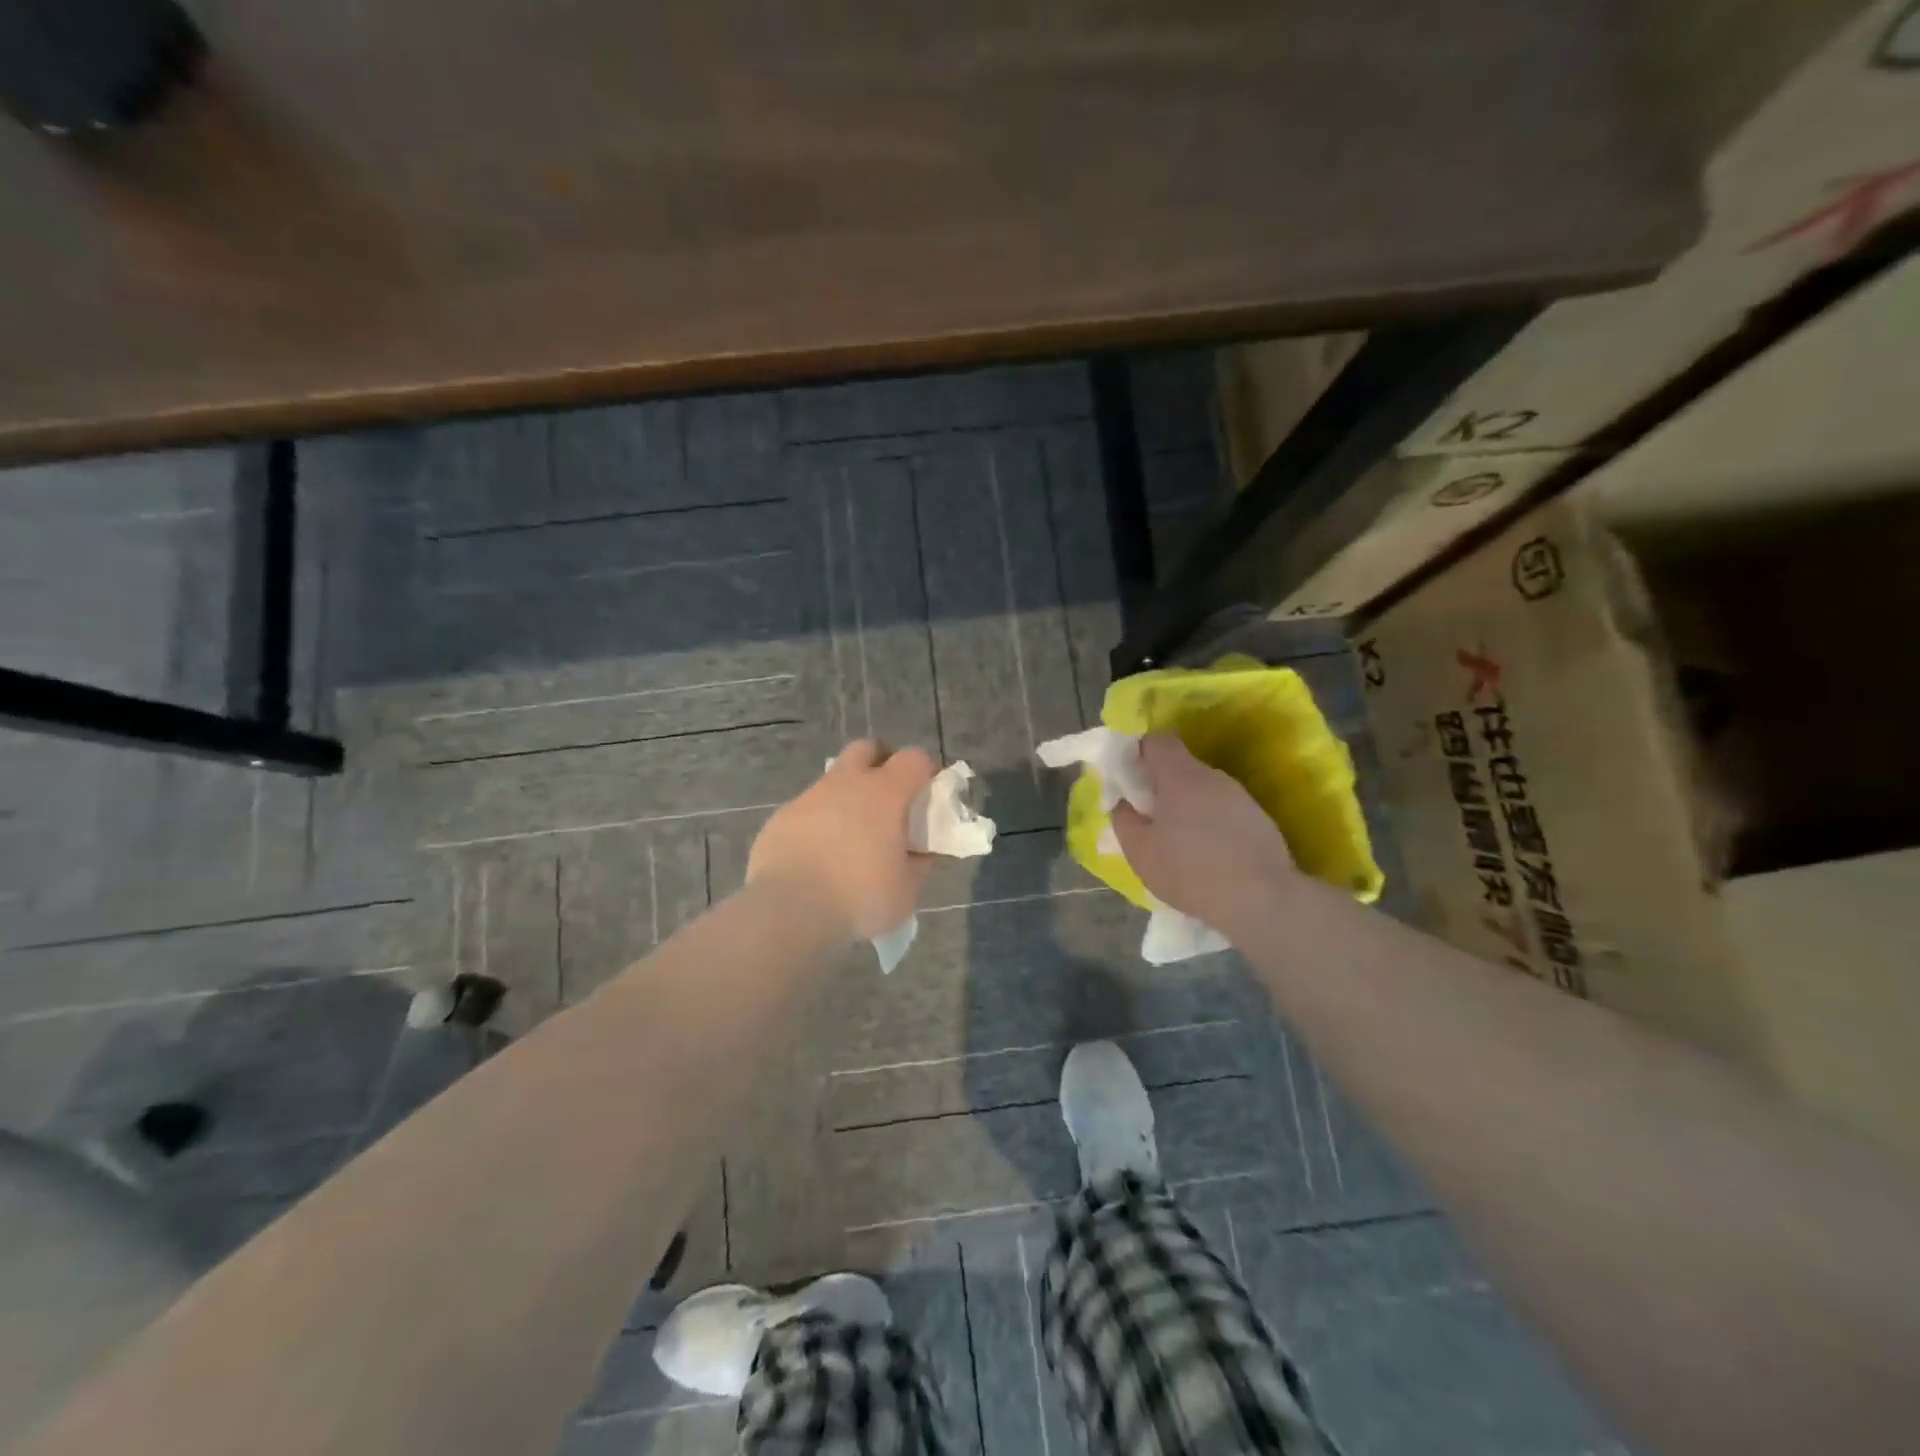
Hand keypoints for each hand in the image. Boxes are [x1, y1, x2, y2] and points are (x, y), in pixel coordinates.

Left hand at [747, 740, 937, 942]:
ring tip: (850, 837)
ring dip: (846, 797)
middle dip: (880, 764)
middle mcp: (846, 783)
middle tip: (887, 800)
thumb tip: (921, 852)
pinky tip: (818, 856)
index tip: (928, 794)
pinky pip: (807, 810)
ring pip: (833, 780)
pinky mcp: (781, 817)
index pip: (914, 759)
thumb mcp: (906, 890)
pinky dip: (818, 823)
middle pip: (866, 749)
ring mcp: (809, 797)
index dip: (925, 771)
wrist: (788, 910)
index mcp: (884, 793)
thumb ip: (918, 864)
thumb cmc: (859, 897)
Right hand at [1112, 735, 1294, 927]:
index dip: (1140, 753)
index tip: (1130, 778)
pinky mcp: (1258, 817)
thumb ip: (1124, 819)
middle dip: (1162, 785)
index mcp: (1179, 777)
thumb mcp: (1140, 852)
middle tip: (1150, 816)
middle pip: (1180, 766)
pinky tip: (1208, 852)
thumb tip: (1122, 802)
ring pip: (1203, 789)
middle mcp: (1211, 776)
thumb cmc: (1190, 871)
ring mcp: (1239, 796)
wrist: (1262, 899)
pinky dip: (1210, 822)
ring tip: (1179, 840)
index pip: (1157, 741)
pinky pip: (1223, 808)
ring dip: (1187, 805)